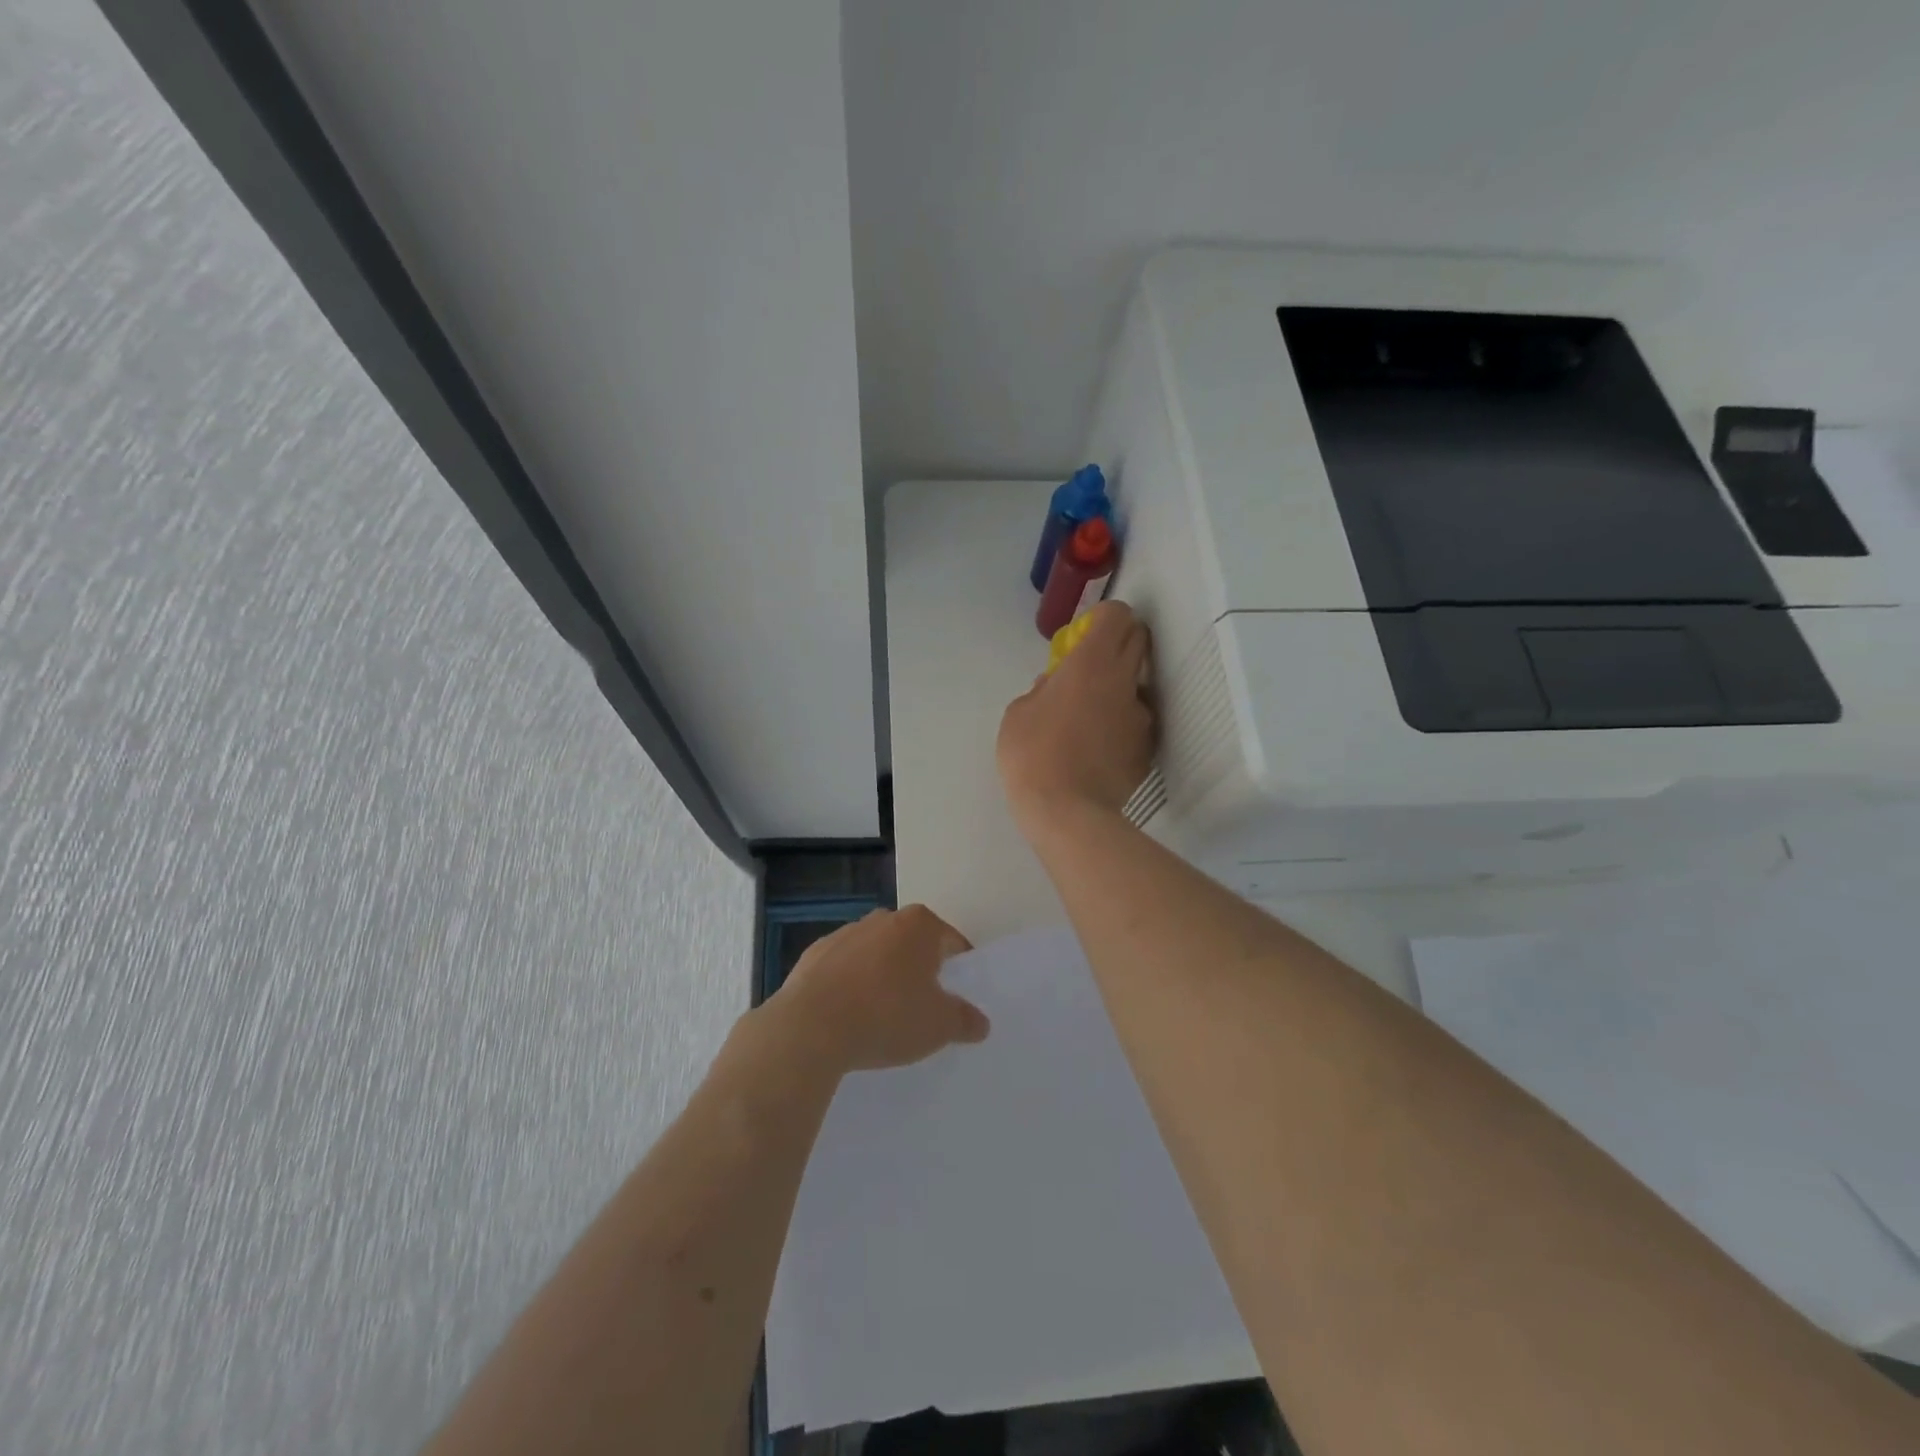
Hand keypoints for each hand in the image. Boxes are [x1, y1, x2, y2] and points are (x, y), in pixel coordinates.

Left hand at [773, 906, 988, 1073]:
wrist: (811, 1027)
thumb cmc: (887, 1016)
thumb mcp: (939, 1026)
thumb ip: (965, 1020)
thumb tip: (981, 1022)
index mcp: (919, 925)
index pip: (951, 941)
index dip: (958, 969)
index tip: (956, 997)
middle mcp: (882, 918)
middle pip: (911, 943)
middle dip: (919, 970)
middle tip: (923, 1008)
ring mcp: (844, 934)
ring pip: (875, 954)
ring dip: (882, 976)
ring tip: (883, 1017)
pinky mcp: (813, 955)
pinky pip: (843, 969)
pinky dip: (850, 986)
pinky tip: (850, 1017)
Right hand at [997, 601, 1155, 835]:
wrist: (1066, 812)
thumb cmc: (1032, 754)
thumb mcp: (1018, 712)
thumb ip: (1042, 689)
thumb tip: (1055, 685)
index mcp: (1091, 662)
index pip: (1117, 614)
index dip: (1102, 618)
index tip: (1083, 637)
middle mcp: (1124, 681)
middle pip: (1138, 640)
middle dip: (1118, 643)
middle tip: (1089, 666)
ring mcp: (1141, 716)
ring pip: (1138, 686)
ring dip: (1118, 690)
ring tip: (1090, 721)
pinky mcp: (1148, 748)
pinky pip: (1136, 725)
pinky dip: (1121, 727)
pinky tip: (1098, 751)